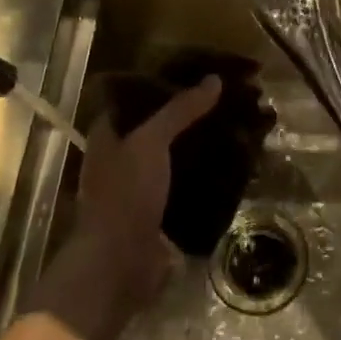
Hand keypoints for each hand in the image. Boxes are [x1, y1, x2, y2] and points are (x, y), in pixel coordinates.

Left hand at [58, 73, 220, 319]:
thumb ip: (180, 111)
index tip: (194, 75)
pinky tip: (232, 166)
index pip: (133, 99)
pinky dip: (205, 177)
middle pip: (157, 129)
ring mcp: (138, 189)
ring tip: (234, 128)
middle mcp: (119, 160)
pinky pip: (185, 187)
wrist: (119, 264)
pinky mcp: (158, 214)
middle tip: (223, 101)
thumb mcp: (150, 143)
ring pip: (174, 158)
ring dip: (199, 147)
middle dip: (187, 117)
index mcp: (106, 137)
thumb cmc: (125, 194)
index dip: (160, 85)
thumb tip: (214, 80)